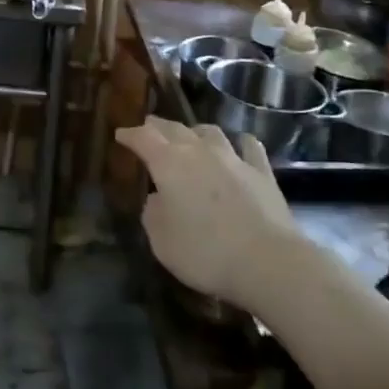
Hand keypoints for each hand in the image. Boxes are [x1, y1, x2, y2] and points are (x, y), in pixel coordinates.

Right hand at [114, 118, 297, 308]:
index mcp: (168, 163)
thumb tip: (158, 199)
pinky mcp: (262, 172)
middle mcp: (199, 151)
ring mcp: (234, 158)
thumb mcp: (161, 240)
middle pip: (174, 128)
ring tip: (190, 136)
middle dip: (158, 127)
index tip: (120, 134)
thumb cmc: (204, 252)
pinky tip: (240, 145)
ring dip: (195, 132)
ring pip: (210, 132)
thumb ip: (153, 213)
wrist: (268, 262)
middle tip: (149, 127)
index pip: (143, 138)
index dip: (130, 134)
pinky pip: (249, 147)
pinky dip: (239, 143)